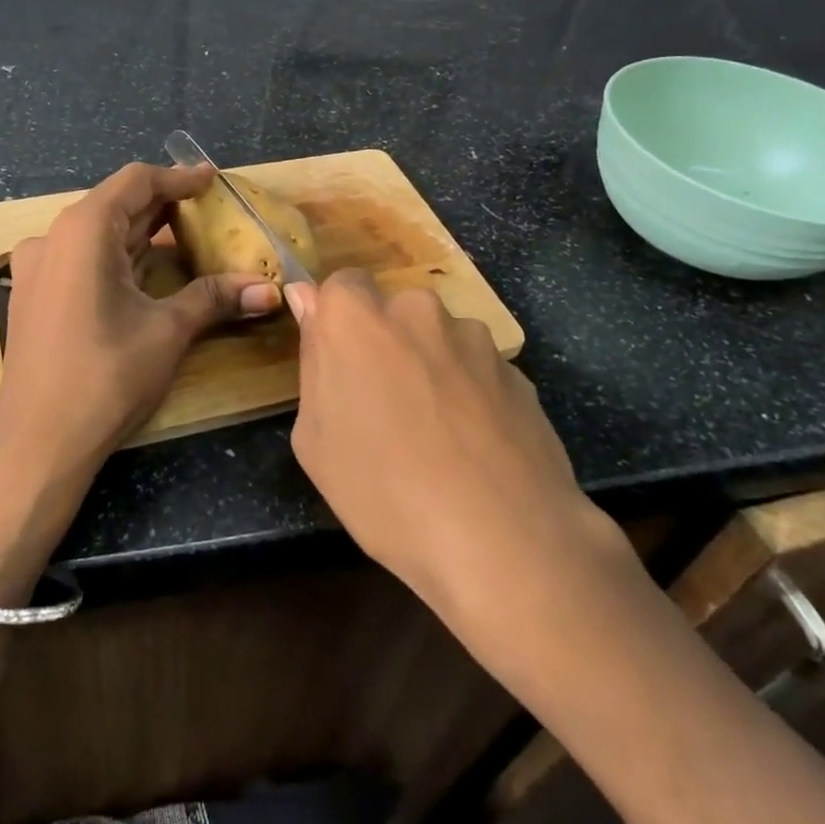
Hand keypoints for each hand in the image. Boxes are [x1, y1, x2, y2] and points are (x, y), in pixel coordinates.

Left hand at [0, 163, 281, 490]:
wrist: (37, 445)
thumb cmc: (105, 377)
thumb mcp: (167, 331)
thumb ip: (215, 298)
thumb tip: (270, 291)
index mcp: (83, 230)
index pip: (136, 182)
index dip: (178, 178)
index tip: (212, 180)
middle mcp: (54, 238)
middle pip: (116, 205)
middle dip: (163, 205)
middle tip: (208, 210)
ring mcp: (38, 268)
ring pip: (98, 234)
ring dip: (141, 233)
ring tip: (185, 236)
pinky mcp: (35, 296)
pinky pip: (82, 259)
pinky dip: (118, 257)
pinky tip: (146, 272)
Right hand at [285, 271, 626, 633]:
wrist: (502, 538)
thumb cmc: (383, 490)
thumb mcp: (315, 440)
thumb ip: (314, 359)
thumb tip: (308, 301)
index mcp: (356, 318)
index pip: (340, 285)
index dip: (338, 323)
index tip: (339, 365)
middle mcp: (417, 310)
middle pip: (392, 311)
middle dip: (385, 343)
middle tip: (383, 406)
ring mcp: (473, 337)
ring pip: (438, 339)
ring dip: (431, 367)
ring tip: (437, 435)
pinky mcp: (516, 370)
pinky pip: (477, 369)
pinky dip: (470, 393)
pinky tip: (474, 448)